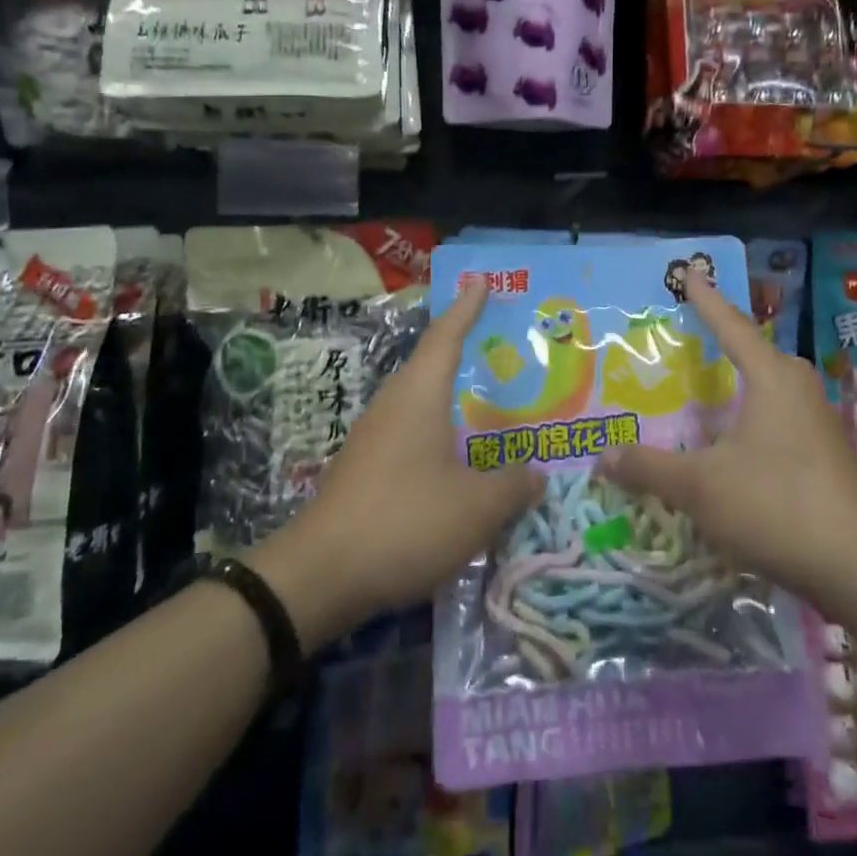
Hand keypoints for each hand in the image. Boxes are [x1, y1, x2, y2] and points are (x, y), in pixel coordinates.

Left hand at [252, 278, 540, 648]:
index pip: (446, 336)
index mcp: (419, 395)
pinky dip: (440, 435)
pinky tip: (459, 461)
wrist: (320, 575)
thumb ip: (513, 486)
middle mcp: (393, 406)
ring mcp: (373, 438)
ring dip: (454, 400)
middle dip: (466, 353)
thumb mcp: (476, 508)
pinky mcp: (365, 469)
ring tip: (492, 408)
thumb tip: (536, 474)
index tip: (480, 279)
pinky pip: (411, 435)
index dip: (467, 307)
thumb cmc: (404, 522)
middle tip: (506, 350)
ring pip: (422, 404)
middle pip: (432, 366)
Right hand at [596, 275, 856, 605]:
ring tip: (699, 391)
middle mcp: (798, 389)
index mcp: (772, 378)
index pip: (731, 326)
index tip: (690, 273)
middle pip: (752, 355)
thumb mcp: (700, 486)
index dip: (706, 300)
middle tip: (682, 338)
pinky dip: (746, 418)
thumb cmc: (775, 505)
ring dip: (733, 387)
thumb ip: (649, 467)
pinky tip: (728, 442)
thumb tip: (603, 456)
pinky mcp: (824, 455)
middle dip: (719, 344)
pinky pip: (776, 419)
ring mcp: (817, 422)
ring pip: (766, 390)